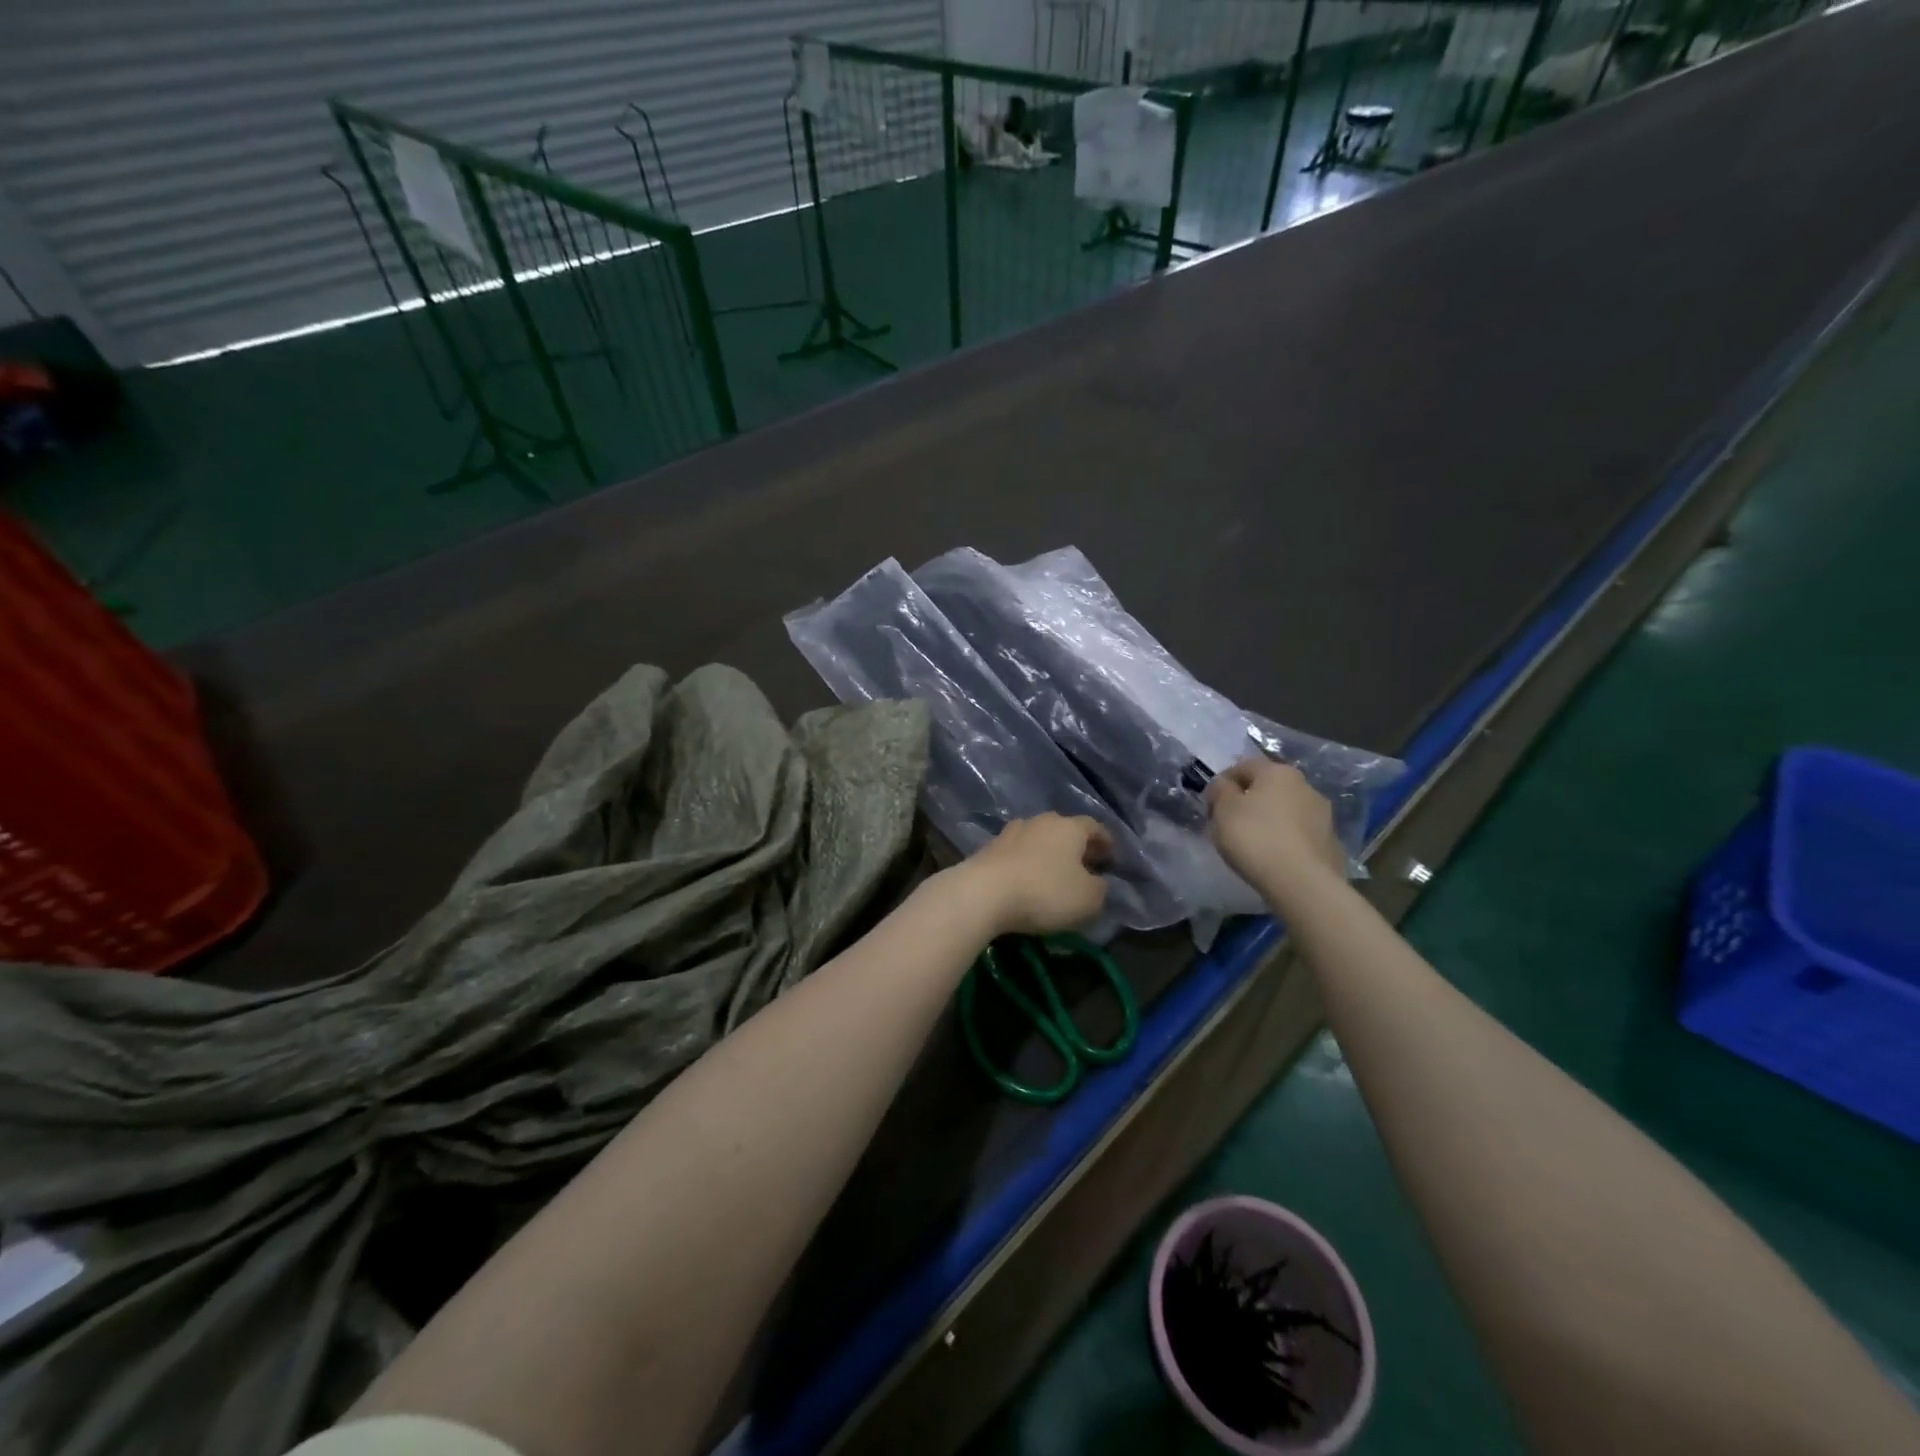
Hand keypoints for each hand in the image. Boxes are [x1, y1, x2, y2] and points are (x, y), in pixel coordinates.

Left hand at [953, 814, 1111, 937]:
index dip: (1105, 841)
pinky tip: (1027, 880)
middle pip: (1064, 829)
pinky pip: (1016, 854)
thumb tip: (1098, 882)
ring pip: (1038, 839)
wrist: (983, 893)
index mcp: (1069, 827)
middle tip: (1085, 866)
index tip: (1111, 856)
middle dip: (1076, 847)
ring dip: (1048, 853)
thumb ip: (1100, 889)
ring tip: (1054, 874)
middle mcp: (1040, 821)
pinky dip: (1026, 864)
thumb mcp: (1088, 899)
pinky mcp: (988, 848)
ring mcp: (1010, 832)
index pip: (1094, 826)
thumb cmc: (1044, 892)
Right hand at [1206, 759, 1344, 898]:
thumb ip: (1220, 791)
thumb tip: (1223, 785)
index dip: (1222, 783)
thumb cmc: (1256, 838)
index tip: (1210, 806)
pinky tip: (1273, 857)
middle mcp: (1305, 785)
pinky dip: (1284, 839)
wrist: (1303, 883)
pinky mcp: (1330, 841)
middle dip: (1247, 802)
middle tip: (1229, 824)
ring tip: (1251, 844)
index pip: (1243, 766)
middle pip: (1267, 788)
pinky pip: (1298, 833)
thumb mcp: (1224, 810)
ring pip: (1285, 810)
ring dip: (1268, 820)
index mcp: (1277, 772)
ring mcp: (1323, 814)